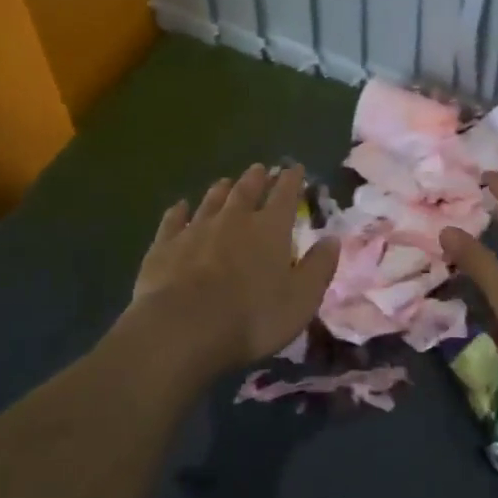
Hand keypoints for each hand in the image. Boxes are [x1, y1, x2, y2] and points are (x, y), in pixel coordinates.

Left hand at [128, 163, 338, 374]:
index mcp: (270, 229)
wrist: (183, 328)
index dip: (292, 180)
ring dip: (221, 190)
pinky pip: (174, 220)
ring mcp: (196, 229)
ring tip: (226, 182)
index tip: (295, 168)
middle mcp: (233, 219)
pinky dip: (179, 211)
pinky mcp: (165, 246)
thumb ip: (318, 267)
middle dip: (256, 179)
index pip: (285, 195)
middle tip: (260, 169)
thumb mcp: (301, 299)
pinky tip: (180, 206)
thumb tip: (333, 239)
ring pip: (211, 201)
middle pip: (246, 191)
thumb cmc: (252, 317)